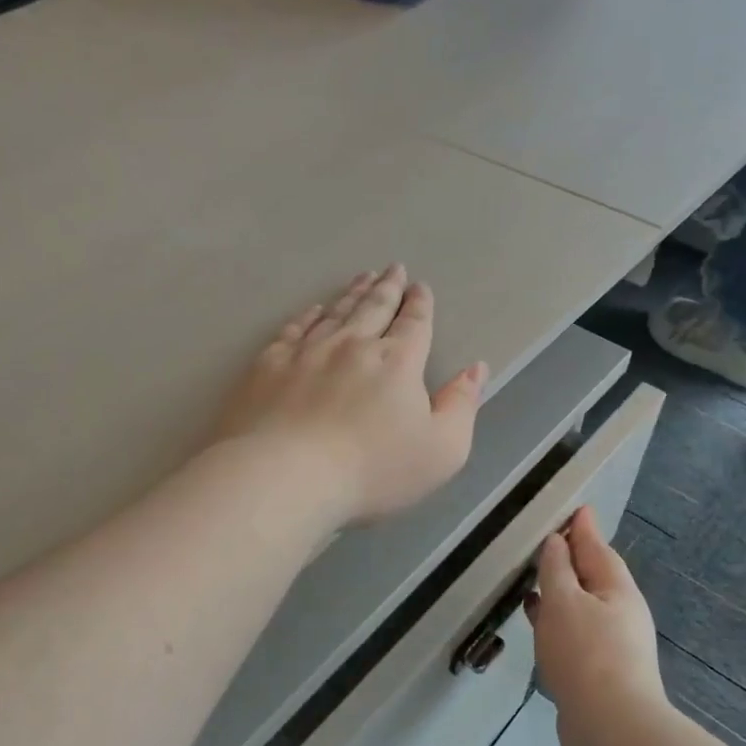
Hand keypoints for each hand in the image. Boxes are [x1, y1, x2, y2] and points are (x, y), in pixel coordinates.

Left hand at [212, 265, 487, 528]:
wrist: (287, 476)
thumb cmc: (372, 470)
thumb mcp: (441, 450)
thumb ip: (461, 405)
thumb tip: (476, 368)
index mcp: (397, 363)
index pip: (414, 324)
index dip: (419, 304)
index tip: (420, 287)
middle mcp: (353, 345)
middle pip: (374, 308)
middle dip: (387, 287)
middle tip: (393, 268)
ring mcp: (307, 351)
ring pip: (335, 312)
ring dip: (352, 293)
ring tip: (361, 278)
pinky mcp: (270, 365)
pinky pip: (293, 329)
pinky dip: (308, 316)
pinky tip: (313, 310)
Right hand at [526, 507, 671, 745]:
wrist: (611, 728)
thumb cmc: (586, 654)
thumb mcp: (564, 601)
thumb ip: (557, 569)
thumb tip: (557, 541)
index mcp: (617, 589)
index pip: (597, 547)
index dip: (583, 528)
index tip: (575, 509)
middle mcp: (620, 613)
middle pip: (594, 576)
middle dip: (573, 559)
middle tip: (549, 541)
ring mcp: (612, 644)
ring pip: (582, 606)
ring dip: (560, 591)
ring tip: (534, 581)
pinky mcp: (599, 671)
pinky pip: (575, 631)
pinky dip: (556, 619)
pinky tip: (538, 624)